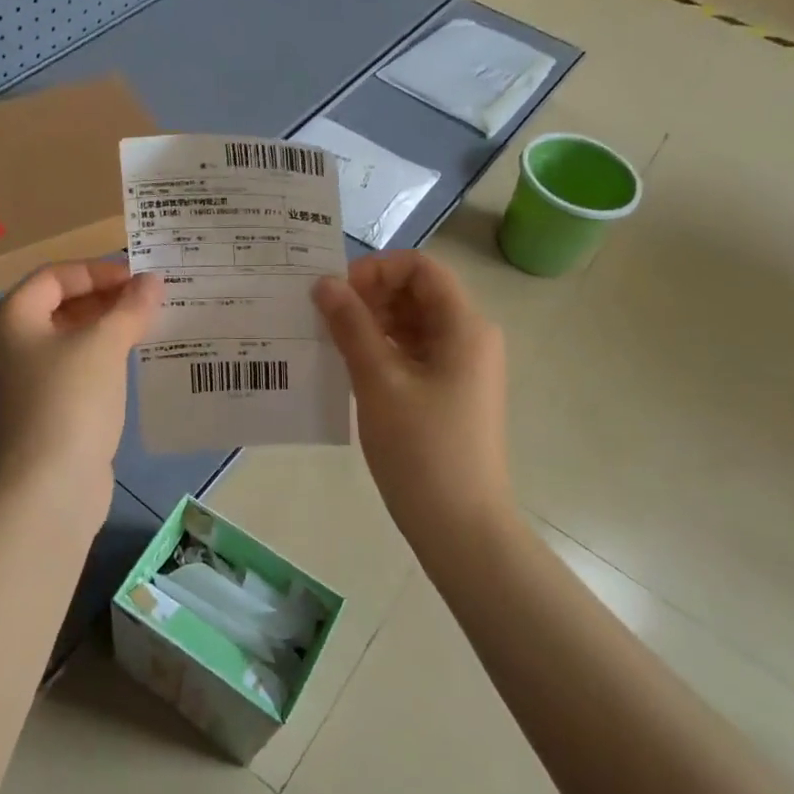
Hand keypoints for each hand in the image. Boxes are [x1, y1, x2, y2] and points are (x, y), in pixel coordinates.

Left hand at [0, 260, 159, 513]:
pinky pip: (74, 374)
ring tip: (150, 330)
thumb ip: (129, 308)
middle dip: (106, 301)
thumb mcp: (103, 346)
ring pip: (69, 342)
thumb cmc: (68, 403)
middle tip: (151, 303)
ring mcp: (23, 384)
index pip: (55, 276)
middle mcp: (9, 347)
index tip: (140, 280)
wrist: (44, 492)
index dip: (98, 271)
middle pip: (59, 307)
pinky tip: (133, 368)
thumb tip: (151, 282)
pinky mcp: (42, 414)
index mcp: (11, 320)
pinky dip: (102, 364)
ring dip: (107, 332)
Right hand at [313, 252, 510, 539]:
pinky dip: (382, 348)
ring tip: (331, 341)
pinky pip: (413, 351)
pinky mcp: (449, 390)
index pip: (420, 268)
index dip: (377, 270)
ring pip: (413, 322)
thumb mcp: (379, 382)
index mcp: (464, 326)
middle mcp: (469, 337)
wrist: (460, 525)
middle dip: (370, 296)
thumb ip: (351, 326)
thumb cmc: (422, 450)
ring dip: (372, 322)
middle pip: (417, 292)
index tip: (338, 294)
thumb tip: (324, 283)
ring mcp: (461, 365)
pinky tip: (350, 365)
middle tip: (325, 318)